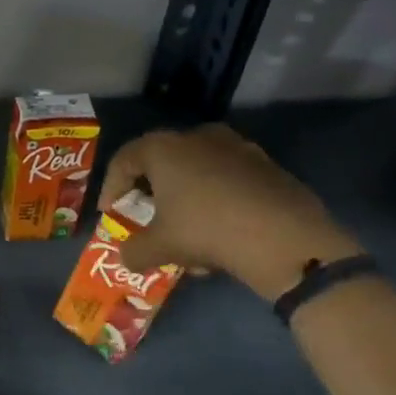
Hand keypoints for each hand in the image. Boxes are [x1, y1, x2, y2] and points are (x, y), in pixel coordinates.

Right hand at [99, 124, 361, 299]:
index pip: (124, 159)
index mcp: (164, 148)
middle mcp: (198, 137)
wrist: (284, 238)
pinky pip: (227, 179)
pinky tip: (221, 233)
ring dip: (186, 198)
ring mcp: (237, 147)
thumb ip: (134, 251)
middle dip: (151, 191)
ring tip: (187, 232)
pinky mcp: (266, 165)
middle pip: (162, 161)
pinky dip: (216, 200)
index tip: (111, 213)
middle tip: (147, 217)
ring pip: (197, 170)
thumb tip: (125, 257)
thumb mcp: (159, 247)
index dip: (112, 187)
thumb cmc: (206, 231)